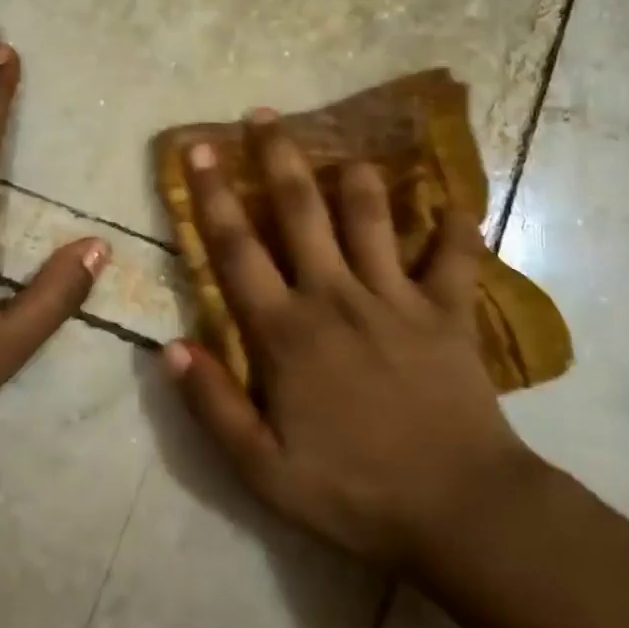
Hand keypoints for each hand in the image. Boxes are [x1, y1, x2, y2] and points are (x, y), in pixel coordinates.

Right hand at [164, 112, 529, 568]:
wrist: (458, 512)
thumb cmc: (354, 492)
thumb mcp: (263, 470)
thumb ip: (213, 406)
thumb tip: (170, 347)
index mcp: (287, 332)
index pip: (237, 250)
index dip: (212, 196)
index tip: (199, 150)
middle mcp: (337, 296)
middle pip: (301, 211)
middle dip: (278, 158)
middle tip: (264, 115)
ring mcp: (397, 298)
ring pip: (372, 216)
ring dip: (357, 178)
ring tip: (347, 151)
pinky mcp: (448, 311)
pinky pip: (455, 256)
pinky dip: (456, 227)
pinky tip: (455, 204)